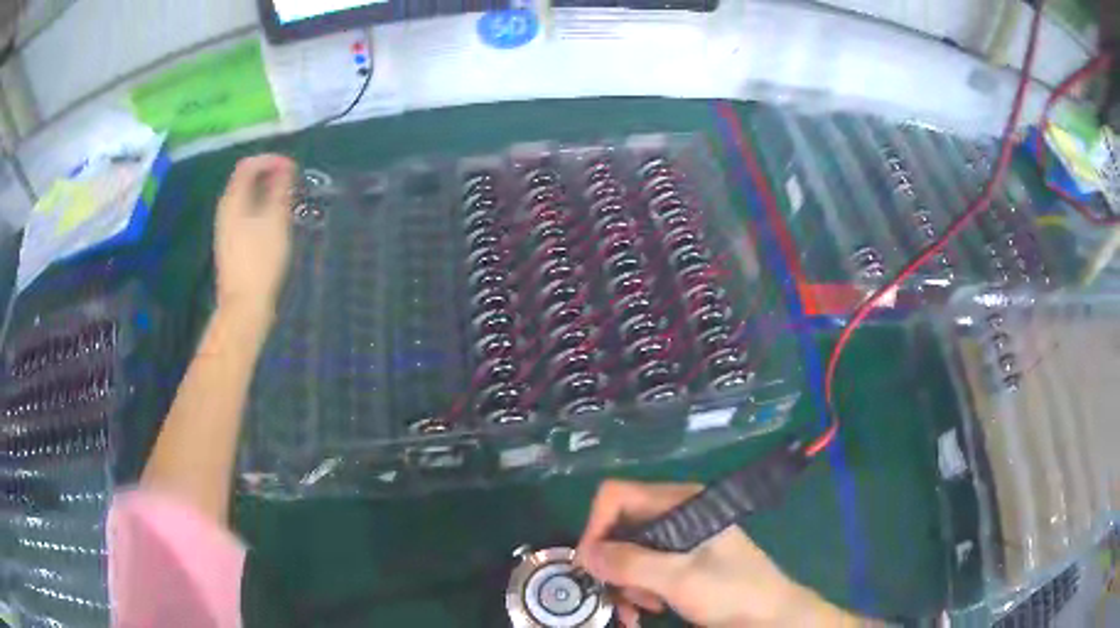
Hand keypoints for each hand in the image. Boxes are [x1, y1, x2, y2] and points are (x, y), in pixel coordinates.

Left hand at [214, 155, 296, 323]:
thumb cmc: (260, 260)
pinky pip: (245, 213)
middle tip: (292, 182)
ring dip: (266, 192)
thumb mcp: (275, 220)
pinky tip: (275, 221)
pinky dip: (261, 208)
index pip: (248, 165)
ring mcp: (226, 228)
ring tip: (287, 200)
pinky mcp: (231, 243)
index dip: (270, 160)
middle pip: (245, 180)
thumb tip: (284, 167)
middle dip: (269, 174)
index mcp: (233, 200)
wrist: (244, 306)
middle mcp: (225, 209)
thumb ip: (279, 189)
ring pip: (245, 198)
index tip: (293, 167)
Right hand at [576, 481, 840, 627]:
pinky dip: (637, 590)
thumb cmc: (731, 590)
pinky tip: (648, 609)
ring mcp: (679, 539)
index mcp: (679, 502)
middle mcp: (676, 514)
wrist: (770, 616)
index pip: (617, 497)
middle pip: (619, 528)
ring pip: (627, 553)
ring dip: (625, 584)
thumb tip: (584, 554)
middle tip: (619, 596)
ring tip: (640, 609)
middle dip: (613, 566)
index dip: (596, 527)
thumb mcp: (678, 578)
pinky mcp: (681, 561)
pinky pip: (643, 569)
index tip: (591, 566)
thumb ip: (629, 564)